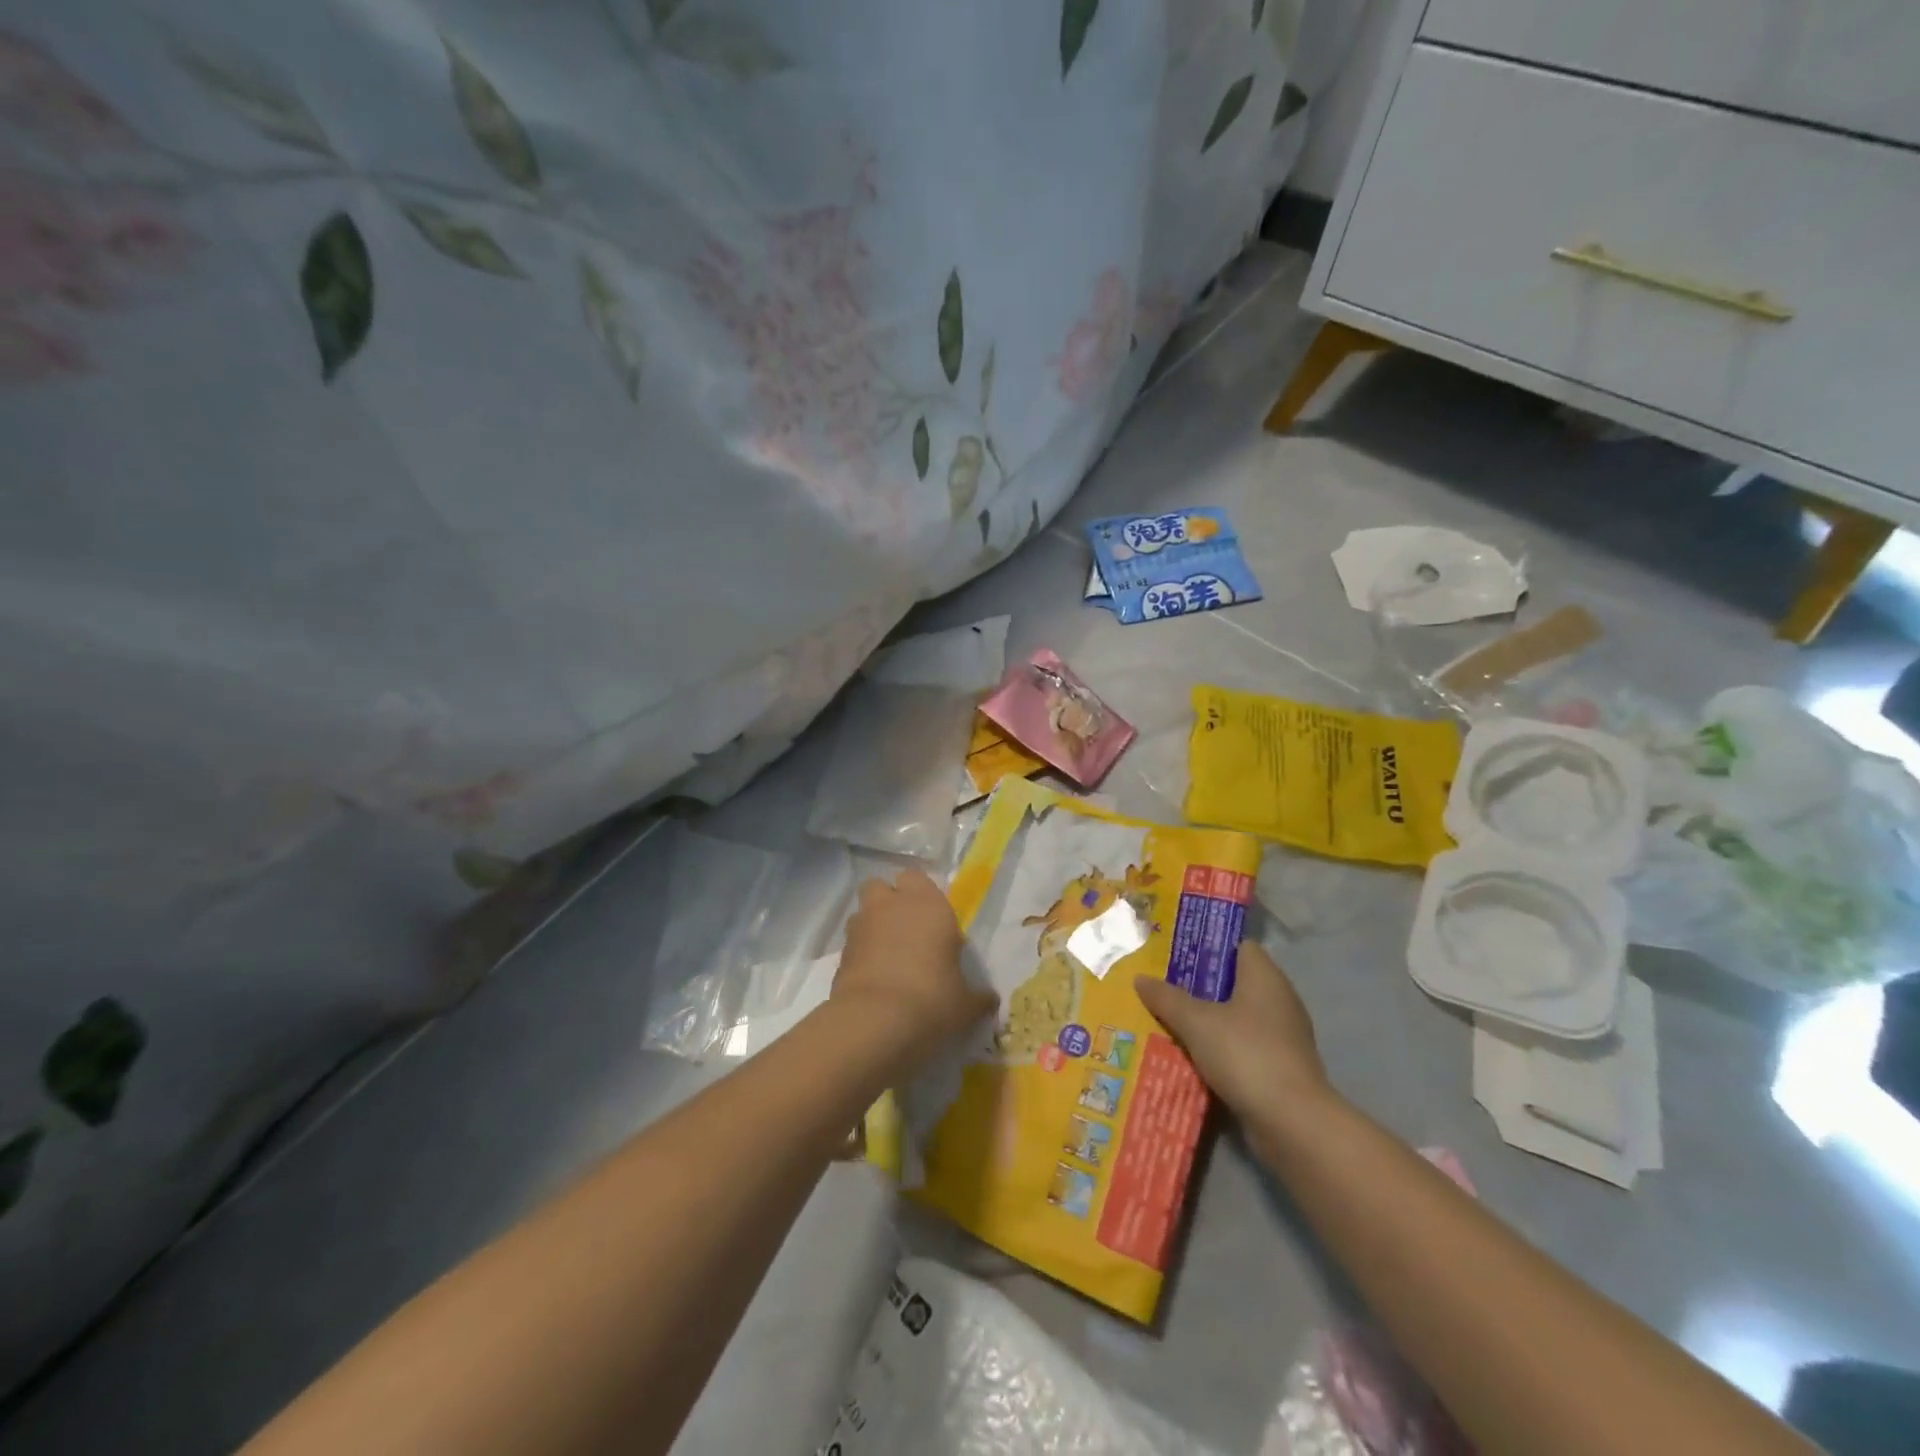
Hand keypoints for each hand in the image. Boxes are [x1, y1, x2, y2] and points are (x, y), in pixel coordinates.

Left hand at [833, 870, 996, 1070]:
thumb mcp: (965, 1004)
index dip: (922, 896)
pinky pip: (852, 943)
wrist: (875, 1023)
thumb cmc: (932, 1000)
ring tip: (888, 956)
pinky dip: (860, 954)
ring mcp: (861, 927)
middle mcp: (891, 906)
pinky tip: (874, 979)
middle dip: (889, 902)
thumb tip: (990, 1000)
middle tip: (906, 930)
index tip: (933, 921)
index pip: (917, 878)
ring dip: (873, 926)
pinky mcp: (840, 953)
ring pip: (863, 912)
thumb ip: (977, 997)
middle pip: (881, 886)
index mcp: (928, 905)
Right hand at [1135, 941, 1334, 1140]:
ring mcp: (1283, 1036)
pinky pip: (1244, 1046)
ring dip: (1209, 1020)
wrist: (1291, 1122)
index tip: (1177, 954)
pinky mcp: (1281, 1067)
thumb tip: (1140, 978)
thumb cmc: (1245, 1054)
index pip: (1239, 947)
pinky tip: (1193, 1055)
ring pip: (1238, 1017)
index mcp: (1265, 977)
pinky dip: (1222, 1048)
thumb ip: (1167, 998)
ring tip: (1170, 1020)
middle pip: (1235, 983)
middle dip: (1201, 986)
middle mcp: (1279, 1000)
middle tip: (1164, 987)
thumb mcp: (1196, 1022)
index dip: (1209, 948)